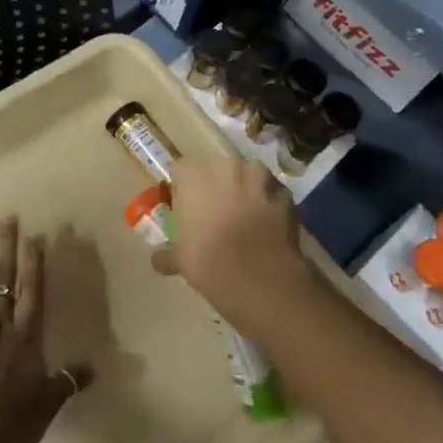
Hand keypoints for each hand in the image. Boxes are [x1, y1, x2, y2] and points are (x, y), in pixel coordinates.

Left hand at [0, 217, 94, 442]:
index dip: (33, 262)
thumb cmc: (14, 421)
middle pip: (2, 281)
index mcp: (25, 337)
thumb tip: (94, 367)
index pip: (31, 291)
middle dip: (5, 248)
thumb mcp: (49, 403)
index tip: (33, 235)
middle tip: (5, 218)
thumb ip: (69, 380)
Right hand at [159, 160, 314, 330]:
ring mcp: (259, 176)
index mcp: (193, 174)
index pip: (181, 171)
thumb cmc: (207, 261)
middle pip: (217, 170)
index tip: (186, 209)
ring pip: (248, 177)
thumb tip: (157, 260)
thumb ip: (167, 254)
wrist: (258, 277)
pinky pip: (273, 194)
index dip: (184, 189)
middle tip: (216, 213)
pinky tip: (268, 227)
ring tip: (246, 218)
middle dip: (217, 186)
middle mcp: (225, 165)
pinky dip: (270, 205)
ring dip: (246, 191)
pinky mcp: (285, 193)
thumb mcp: (179, 259)